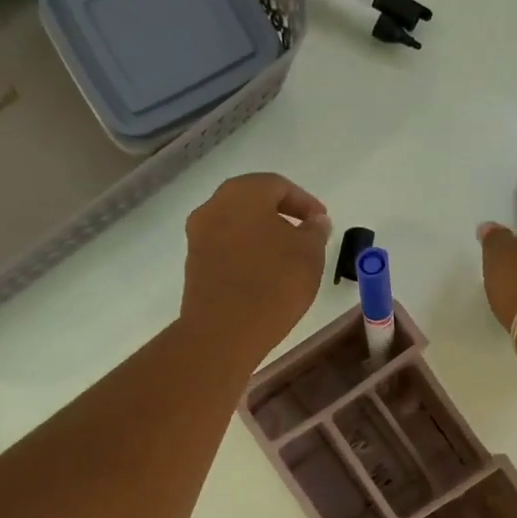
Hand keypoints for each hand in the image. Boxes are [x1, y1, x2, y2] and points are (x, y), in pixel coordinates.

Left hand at [181, 173, 332, 360]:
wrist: (224, 331)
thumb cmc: (274, 283)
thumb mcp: (310, 255)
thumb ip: (315, 231)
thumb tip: (315, 221)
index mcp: (243, 193)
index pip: (279, 186)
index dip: (305, 202)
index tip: (322, 222)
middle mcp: (214, 206)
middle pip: (253, 201)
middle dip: (281, 216)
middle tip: (305, 235)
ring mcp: (198, 235)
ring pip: (237, 225)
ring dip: (262, 235)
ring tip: (286, 258)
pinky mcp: (193, 264)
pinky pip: (225, 248)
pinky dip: (246, 253)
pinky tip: (263, 274)